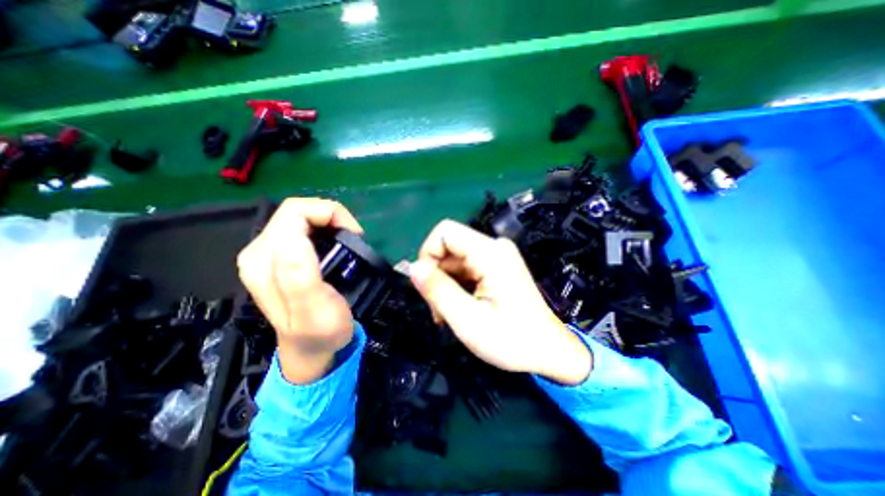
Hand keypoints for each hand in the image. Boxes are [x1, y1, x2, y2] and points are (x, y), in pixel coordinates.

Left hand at [236, 197, 363, 382]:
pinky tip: (335, 243)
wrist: (311, 349)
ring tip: (347, 240)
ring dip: (328, 221)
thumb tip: (296, 238)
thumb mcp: (313, 311)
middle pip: (295, 211)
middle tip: (353, 237)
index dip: (329, 214)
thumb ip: (298, 275)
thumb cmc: (320, 332)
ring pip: (299, 216)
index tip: (353, 235)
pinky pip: (303, 227)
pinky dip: (324, 228)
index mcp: (265, 261)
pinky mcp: (279, 256)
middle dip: (330, 216)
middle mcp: (260, 251)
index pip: (295, 213)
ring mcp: (268, 253)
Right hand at [409, 218, 590, 385]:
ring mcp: (496, 256)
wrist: (549, 351)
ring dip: (445, 285)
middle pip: (448, 247)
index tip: (427, 285)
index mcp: (490, 253)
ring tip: (449, 314)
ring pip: (454, 260)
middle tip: (438, 310)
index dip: (428, 254)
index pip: (445, 232)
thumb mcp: (468, 320)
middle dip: (436, 276)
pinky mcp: (496, 267)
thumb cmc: (512, 340)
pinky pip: (465, 268)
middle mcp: (494, 247)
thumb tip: (413, 267)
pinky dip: (456, 286)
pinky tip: (460, 308)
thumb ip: (438, 290)